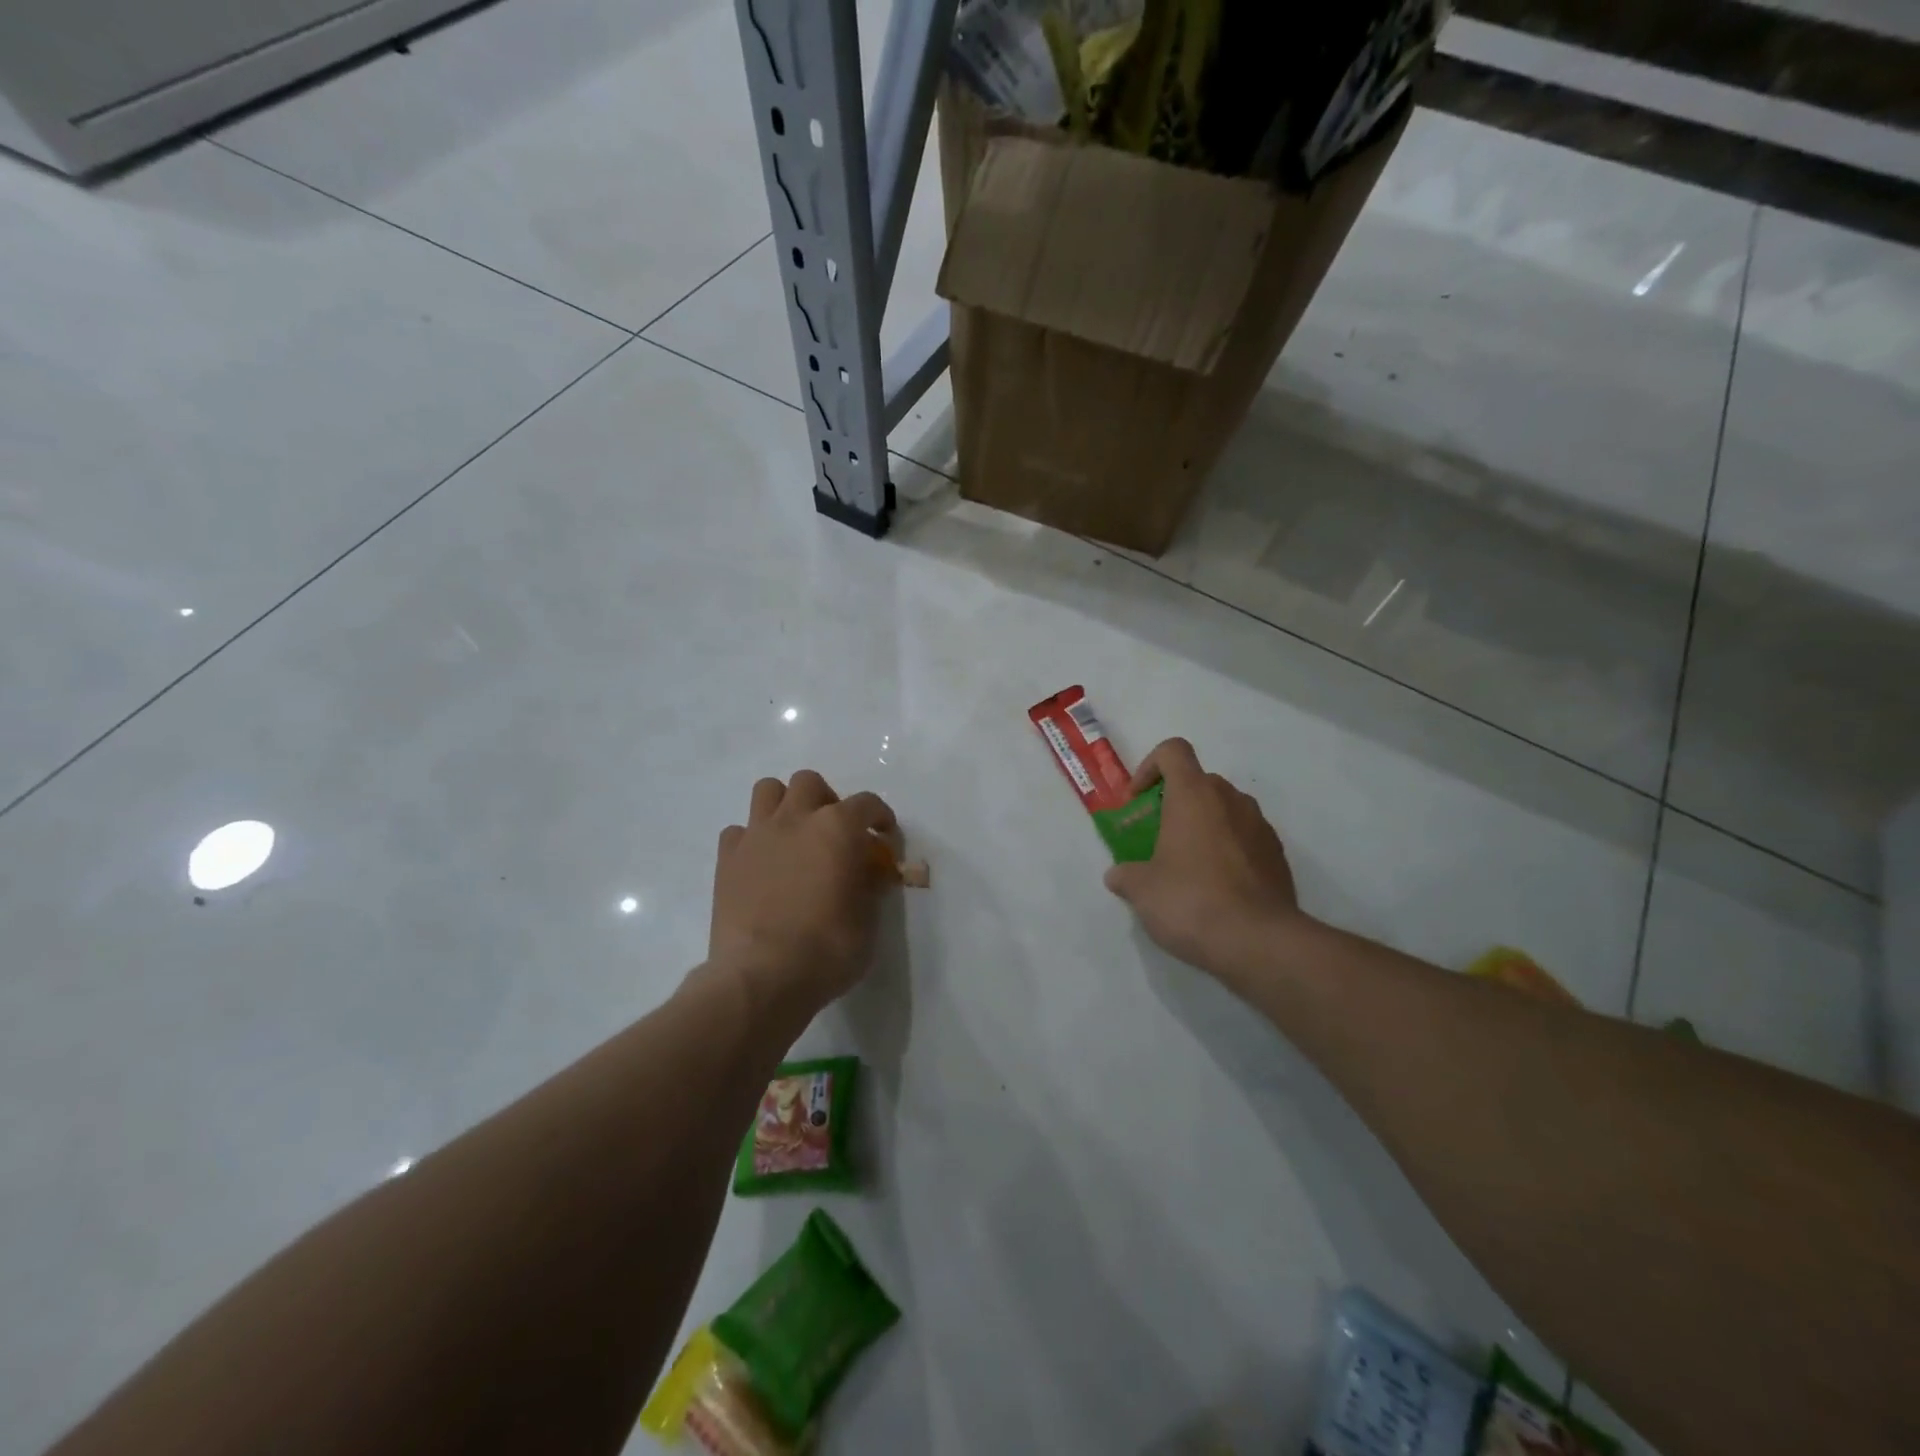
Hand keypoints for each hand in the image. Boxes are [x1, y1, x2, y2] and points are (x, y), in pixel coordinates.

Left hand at [710, 770, 898, 1008]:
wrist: (762, 976)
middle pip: (810, 782)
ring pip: (768, 790)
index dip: (880, 817)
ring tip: (794, 835)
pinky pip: (739, 830)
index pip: (867, 803)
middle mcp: (795, 819)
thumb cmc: (827, 949)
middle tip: (834, 833)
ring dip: (785, 805)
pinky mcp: (727, 859)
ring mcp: (756, 835)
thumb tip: (870, 872)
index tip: (884, 837)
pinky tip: (761, 863)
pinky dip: (753, 839)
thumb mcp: (868, 921)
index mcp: (837, 828)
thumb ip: (870, 886)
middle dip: (826, 800)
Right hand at [1103, 739, 1304, 977]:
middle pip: (1199, 782)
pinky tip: (1216, 888)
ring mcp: (1260, 827)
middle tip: (1157, 838)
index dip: (1149, 767)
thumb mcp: (1141, 891)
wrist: (1259, 942)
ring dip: (1203, 826)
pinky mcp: (1278, 856)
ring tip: (1187, 866)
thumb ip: (1125, 874)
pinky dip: (1228, 850)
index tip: (1138, 800)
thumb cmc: (1190, 901)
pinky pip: (1245, 838)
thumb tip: (1118, 875)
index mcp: (1194, 795)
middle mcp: (1231, 800)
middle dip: (1175, 803)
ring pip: (1225, 810)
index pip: (1173, 751)